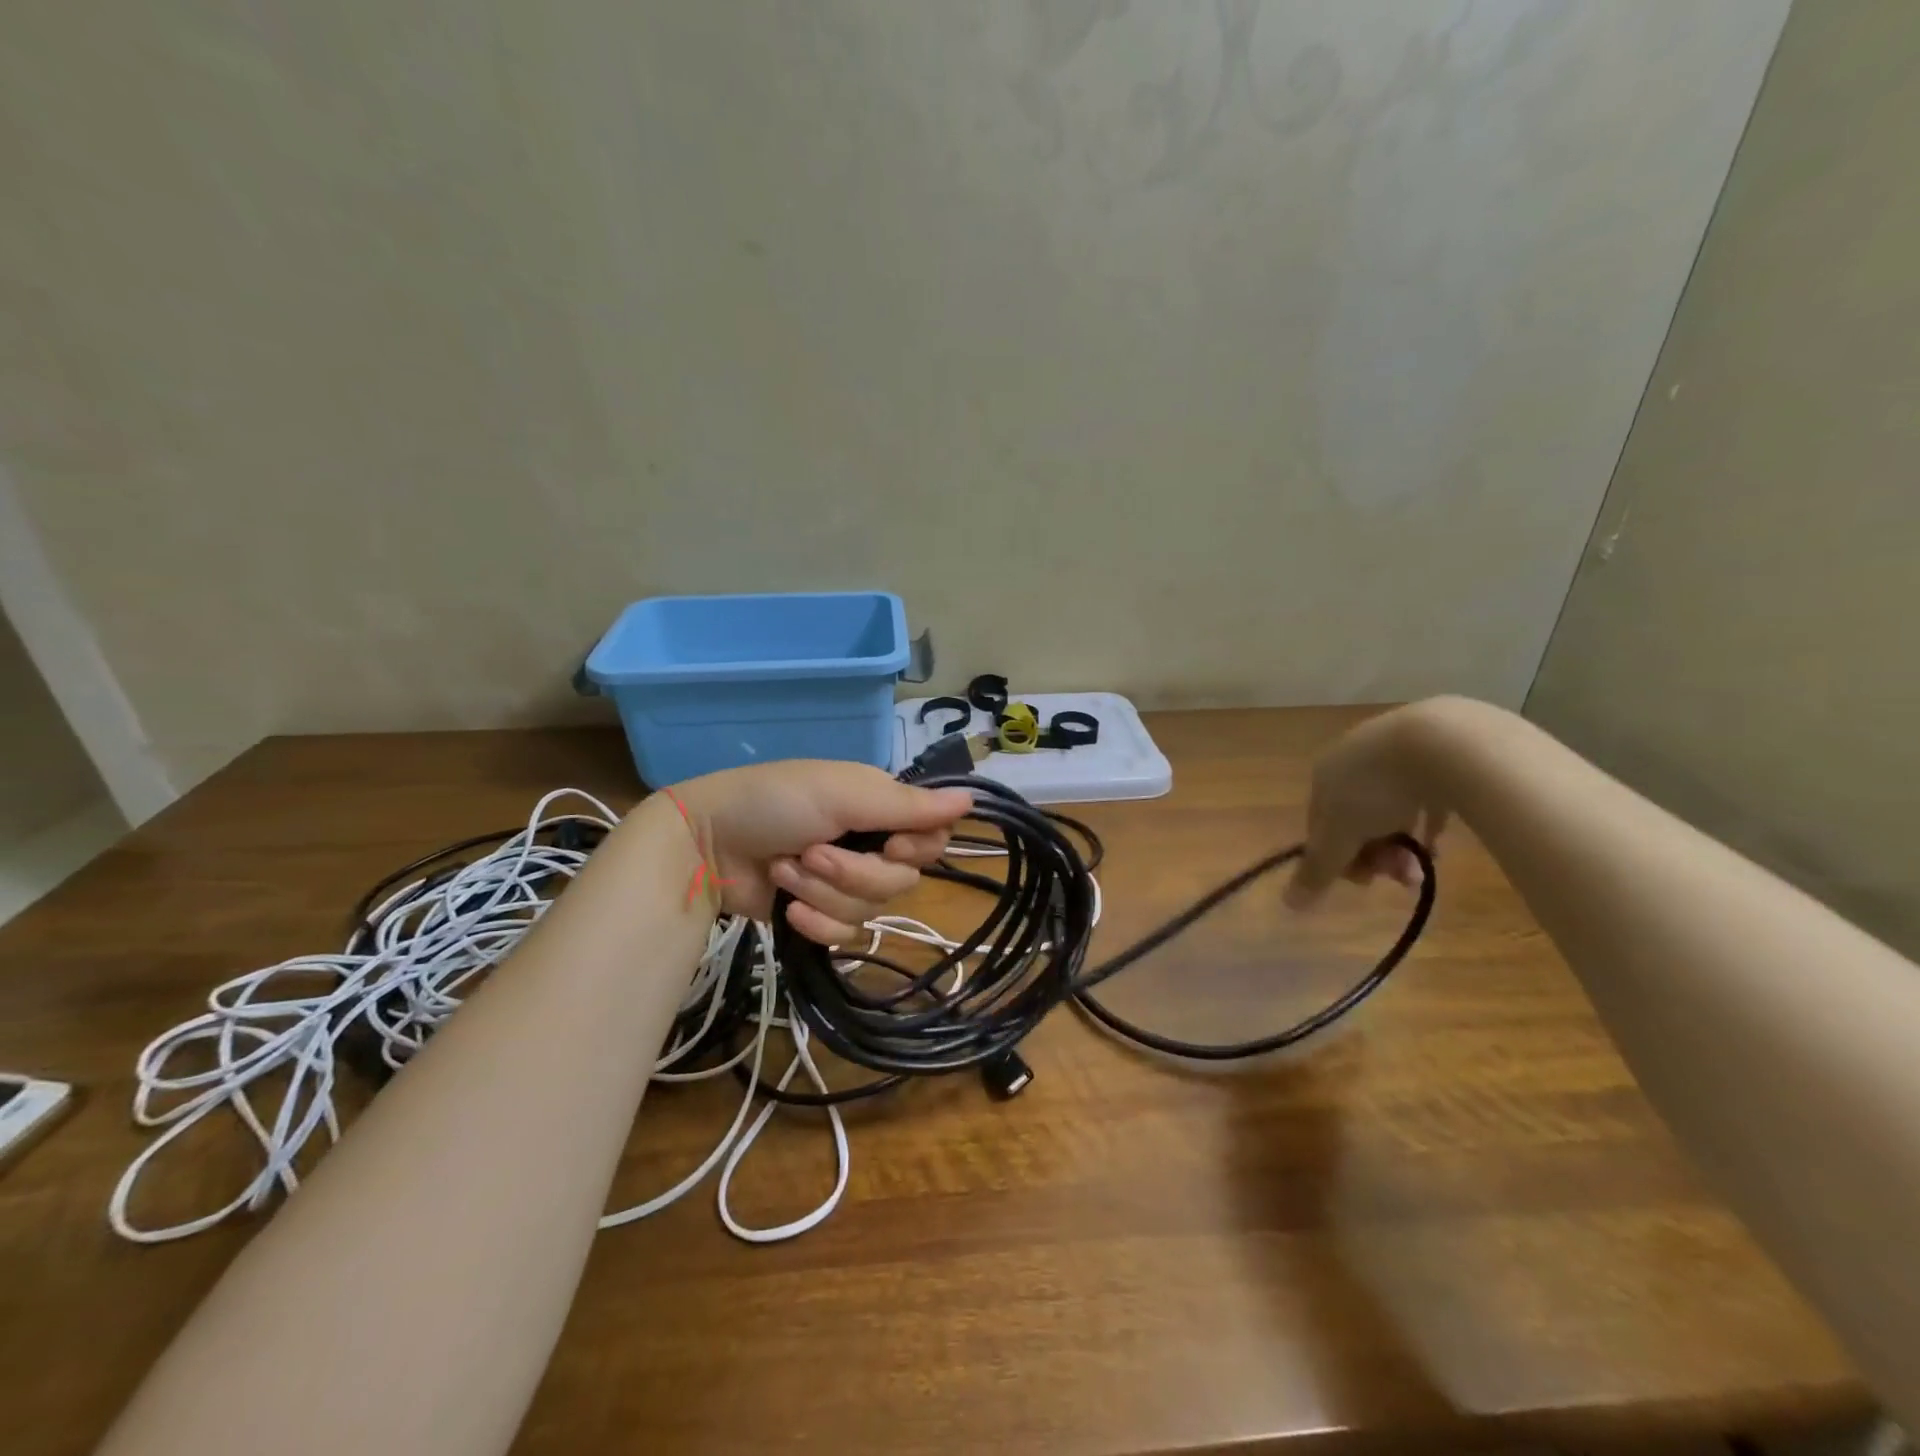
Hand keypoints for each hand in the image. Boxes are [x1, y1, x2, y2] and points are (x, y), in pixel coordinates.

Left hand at [669, 760, 973, 942]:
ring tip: (785, 870)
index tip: (889, 843)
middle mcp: (871, 844)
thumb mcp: (843, 794)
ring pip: (872, 909)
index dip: (917, 849)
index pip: (933, 838)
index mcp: (881, 808)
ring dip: (823, 893)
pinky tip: (786, 909)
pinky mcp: (820, 916)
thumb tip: (972, 799)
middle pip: (903, 880)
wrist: (704, 846)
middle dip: (854, 872)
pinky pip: (845, 935)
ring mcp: (845, 882)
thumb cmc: (775, 803)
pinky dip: (815, 923)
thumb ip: (908, 805)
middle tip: (813, 853)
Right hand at [1286, 702, 1450, 907]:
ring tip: (1423, 870)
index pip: (1319, 824)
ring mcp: (1395, 753)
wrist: (1442, 742)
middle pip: (1355, 818)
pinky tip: (1439, 846)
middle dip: (1373, 854)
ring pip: (1389, 810)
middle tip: (1399, 878)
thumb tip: (1288, 904)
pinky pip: (1424, 798)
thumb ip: (1317, 869)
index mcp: (1323, 774)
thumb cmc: (1376, 789)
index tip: (1363, 882)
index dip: (1336, 857)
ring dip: (1400, 845)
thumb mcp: (1341, 836)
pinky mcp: (1437, 754)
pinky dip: (1426, 825)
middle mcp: (1353, 760)